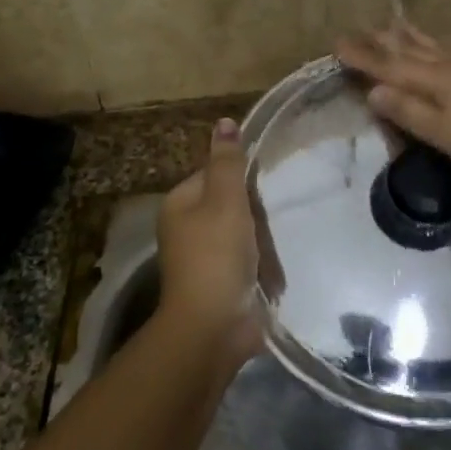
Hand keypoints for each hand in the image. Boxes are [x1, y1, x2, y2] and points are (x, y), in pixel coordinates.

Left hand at [156, 118, 261, 363]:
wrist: (213, 327)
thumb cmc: (217, 255)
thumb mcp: (226, 200)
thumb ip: (228, 162)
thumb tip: (225, 122)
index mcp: (180, 204)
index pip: (216, 176)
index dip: (242, 184)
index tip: (259, 198)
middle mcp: (187, 228)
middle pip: (232, 206)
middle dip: (256, 221)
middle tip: (265, 233)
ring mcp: (203, 259)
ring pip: (244, 236)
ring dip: (262, 249)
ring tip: (270, 264)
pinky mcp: (220, 285)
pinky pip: (247, 265)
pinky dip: (261, 271)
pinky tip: (270, 281)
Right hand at [335, 25, 450, 190]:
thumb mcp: (445, 136)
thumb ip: (410, 111)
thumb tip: (374, 90)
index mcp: (437, 80)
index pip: (391, 66)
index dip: (363, 57)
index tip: (337, 44)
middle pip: (410, 50)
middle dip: (382, 41)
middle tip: (358, 30)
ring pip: (434, 45)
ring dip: (410, 36)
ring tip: (394, 26)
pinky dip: (443, 43)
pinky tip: (447, 43)